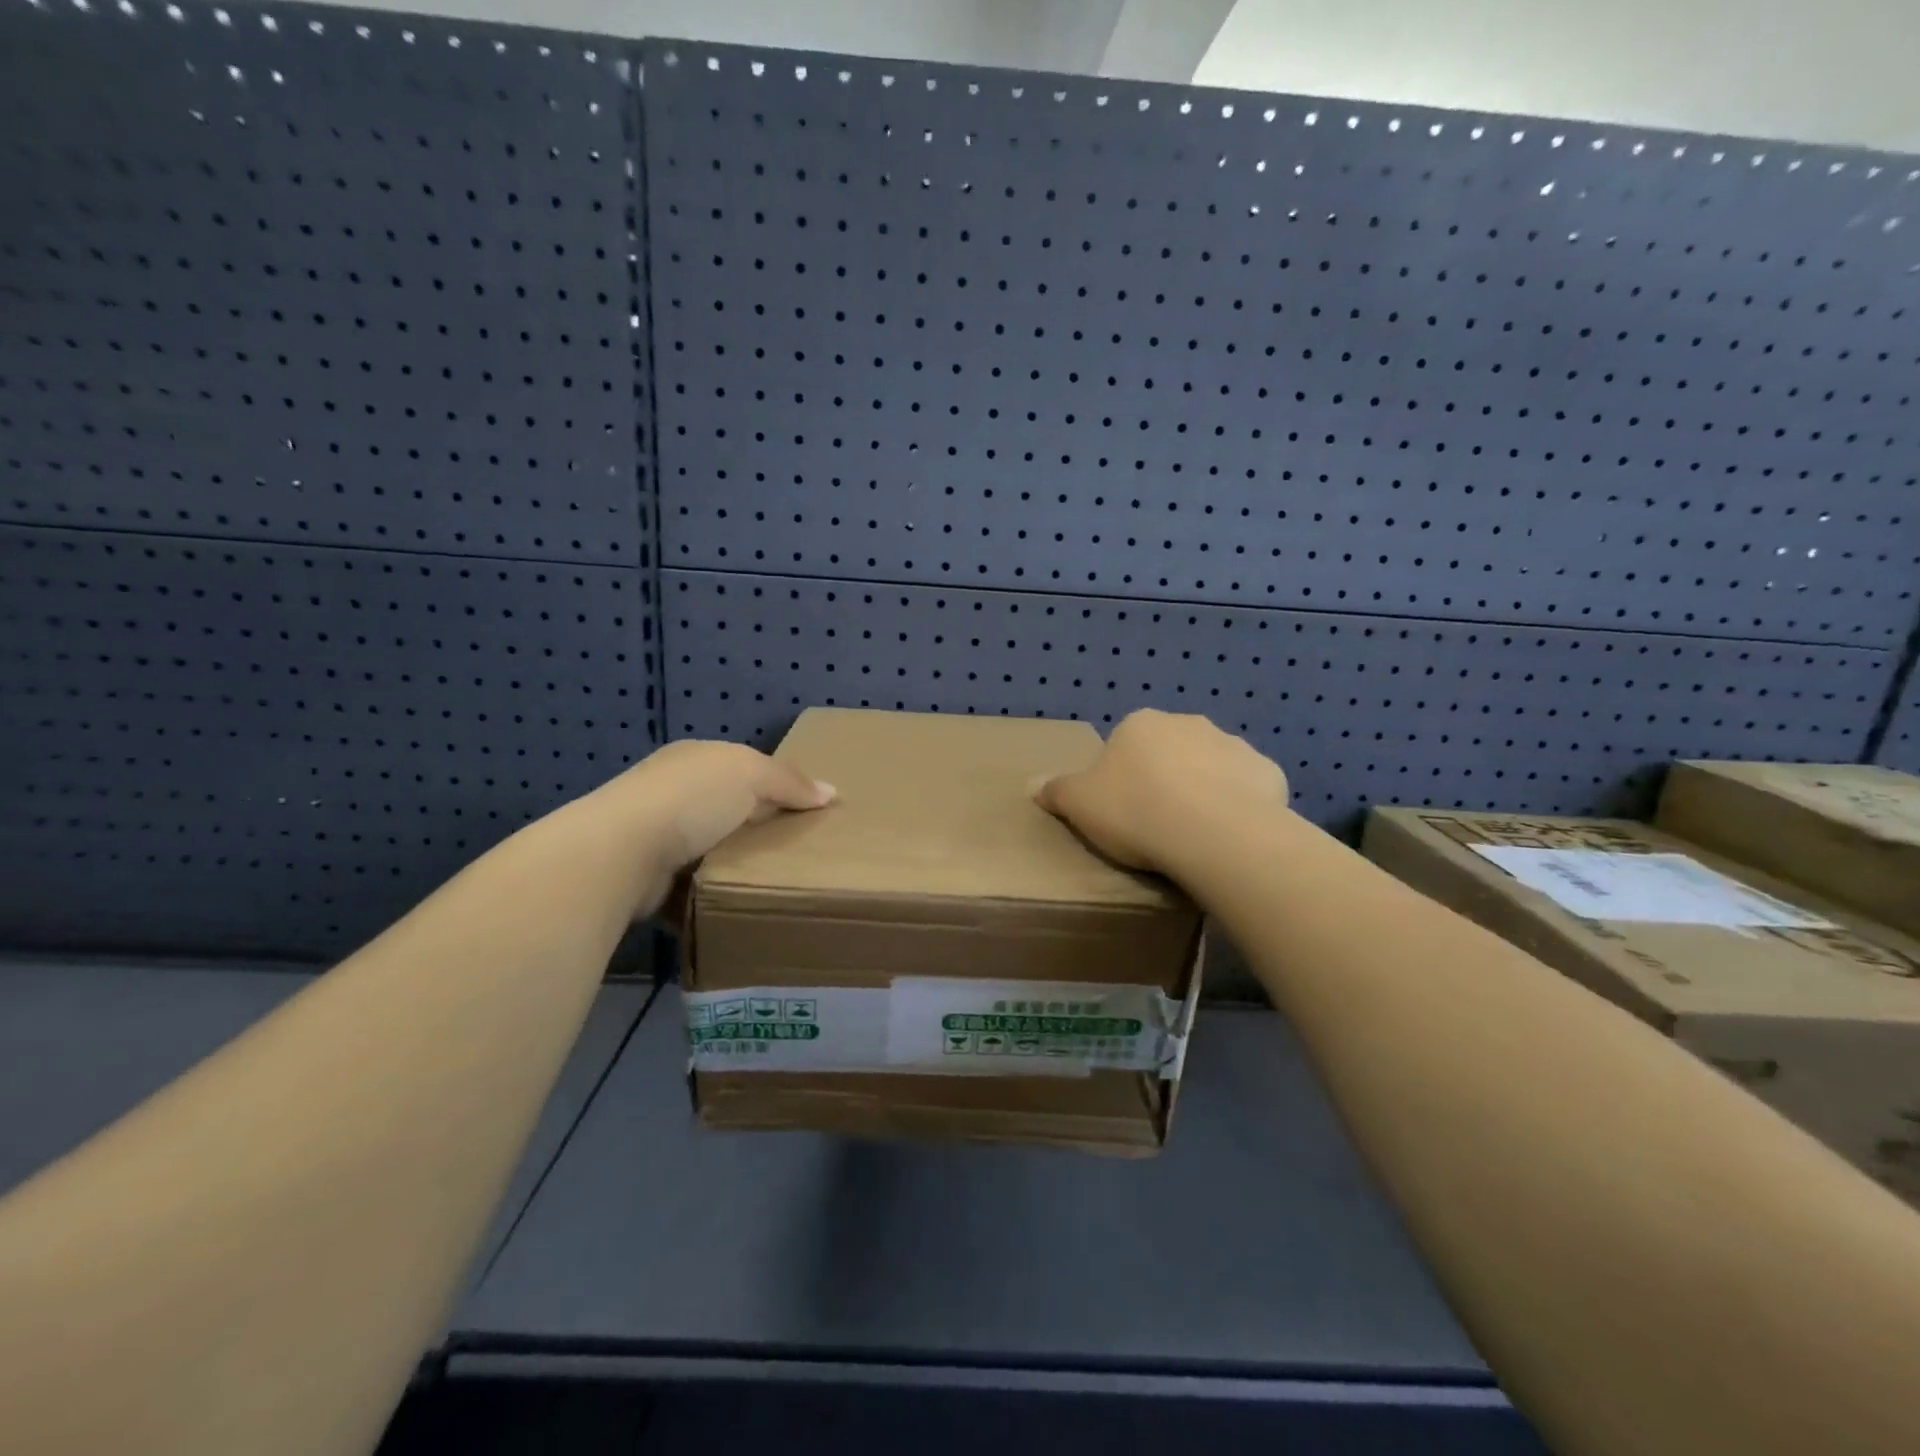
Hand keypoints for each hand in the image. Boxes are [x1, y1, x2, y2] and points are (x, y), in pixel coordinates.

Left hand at [581, 741, 834, 913]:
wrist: (622, 852)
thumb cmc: (691, 800)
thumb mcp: (750, 774)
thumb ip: (790, 782)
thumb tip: (830, 792)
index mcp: (695, 760)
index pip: (743, 768)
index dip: (776, 786)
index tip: (807, 811)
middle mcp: (672, 792)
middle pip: (728, 809)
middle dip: (758, 827)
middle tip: (798, 849)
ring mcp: (656, 836)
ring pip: (712, 848)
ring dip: (735, 862)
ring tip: (775, 879)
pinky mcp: (650, 878)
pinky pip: (693, 885)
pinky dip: (713, 892)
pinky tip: (738, 901)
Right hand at [1034, 710, 1288, 874]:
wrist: (1212, 831)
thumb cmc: (1135, 811)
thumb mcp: (1078, 804)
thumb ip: (1055, 790)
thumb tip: (1030, 784)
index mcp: (1140, 724)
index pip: (1124, 745)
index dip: (1120, 778)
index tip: (1121, 811)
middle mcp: (1188, 723)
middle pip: (1170, 752)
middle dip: (1165, 779)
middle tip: (1155, 822)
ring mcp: (1233, 745)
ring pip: (1211, 768)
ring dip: (1204, 790)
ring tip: (1194, 834)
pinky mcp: (1267, 772)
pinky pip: (1247, 789)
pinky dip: (1240, 806)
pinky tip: (1229, 836)